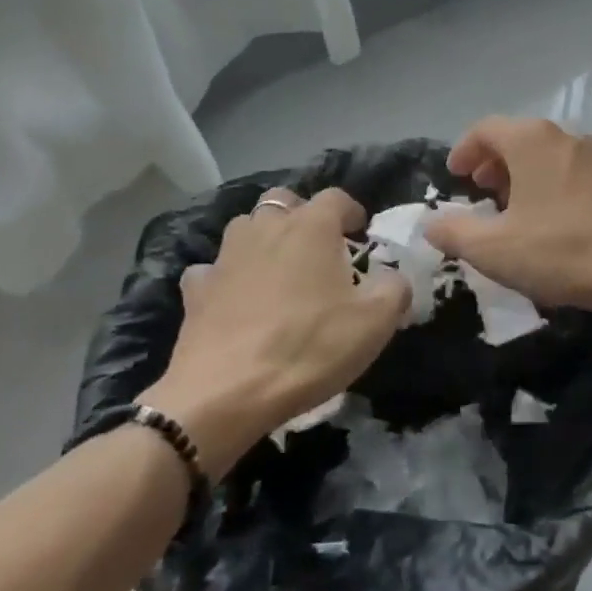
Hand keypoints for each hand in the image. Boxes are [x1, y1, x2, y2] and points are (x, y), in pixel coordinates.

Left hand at [138, 187, 409, 473]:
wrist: (225, 393)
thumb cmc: (310, 347)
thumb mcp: (375, 322)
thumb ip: (395, 288)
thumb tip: (394, 276)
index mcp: (312, 226)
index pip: (336, 197)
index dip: (351, 211)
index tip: (360, 233)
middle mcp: (267, 228)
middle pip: (284, 200)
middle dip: (301, 214)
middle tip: (317, 246)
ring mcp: (226, 256)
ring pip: (245, 227)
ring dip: (263, 238)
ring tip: (278, 269)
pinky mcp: (196, 289)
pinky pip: (212, 269)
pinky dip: (225, 276)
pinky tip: (234, 298)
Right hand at [421, 118, 591, 322]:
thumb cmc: (561, 249)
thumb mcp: (494, 249)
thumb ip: (454, 233)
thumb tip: (431, 224)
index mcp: (531, 140)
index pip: (486, 129)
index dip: (464, 150)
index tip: (454, 176)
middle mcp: (565, 138)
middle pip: (518, 139)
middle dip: (493, 163)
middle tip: (480, 191)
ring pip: (547, 156)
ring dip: (523, 176)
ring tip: (512, 210)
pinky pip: (571, 174)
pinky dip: (550, 187)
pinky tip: (550, 223)